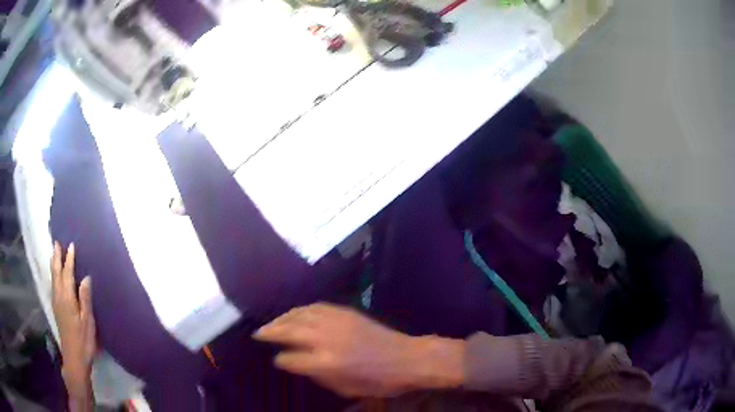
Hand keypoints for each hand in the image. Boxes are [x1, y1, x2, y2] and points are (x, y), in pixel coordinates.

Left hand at [51, 242, 95, 400]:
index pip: (67, 274)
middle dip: (56, 257)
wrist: (74, 358)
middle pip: (56, 273)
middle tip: (56, 242)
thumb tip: (85, 277)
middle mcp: (59, 296)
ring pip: (53, 278)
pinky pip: (53, 285)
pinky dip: (54, 275)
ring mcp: (56, 302)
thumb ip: (85, 299)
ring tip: (54, 254)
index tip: (71, 245)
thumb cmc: (83, 341)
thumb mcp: (88, 322)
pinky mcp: (56, 308)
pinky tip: (55, 276)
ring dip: (53, 264)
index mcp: (67, 298)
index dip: (69, 259)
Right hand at [254, 303, 464, 397]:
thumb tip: (297, 363)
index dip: (281, 360)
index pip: (291, 358)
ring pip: (300, 315)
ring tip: (272, 323)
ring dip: (282, 318)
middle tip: (258, 333)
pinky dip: (301, 309)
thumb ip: (318, 375)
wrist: (407, 358)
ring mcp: (336, 322)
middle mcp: (326, 339)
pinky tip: (295, 313)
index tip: (276, 360)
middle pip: (290, 331)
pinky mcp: (346, 312)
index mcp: (326, 362)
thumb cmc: (379, 381)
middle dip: (270, 332)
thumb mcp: (346, 388)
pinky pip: (316, 307)